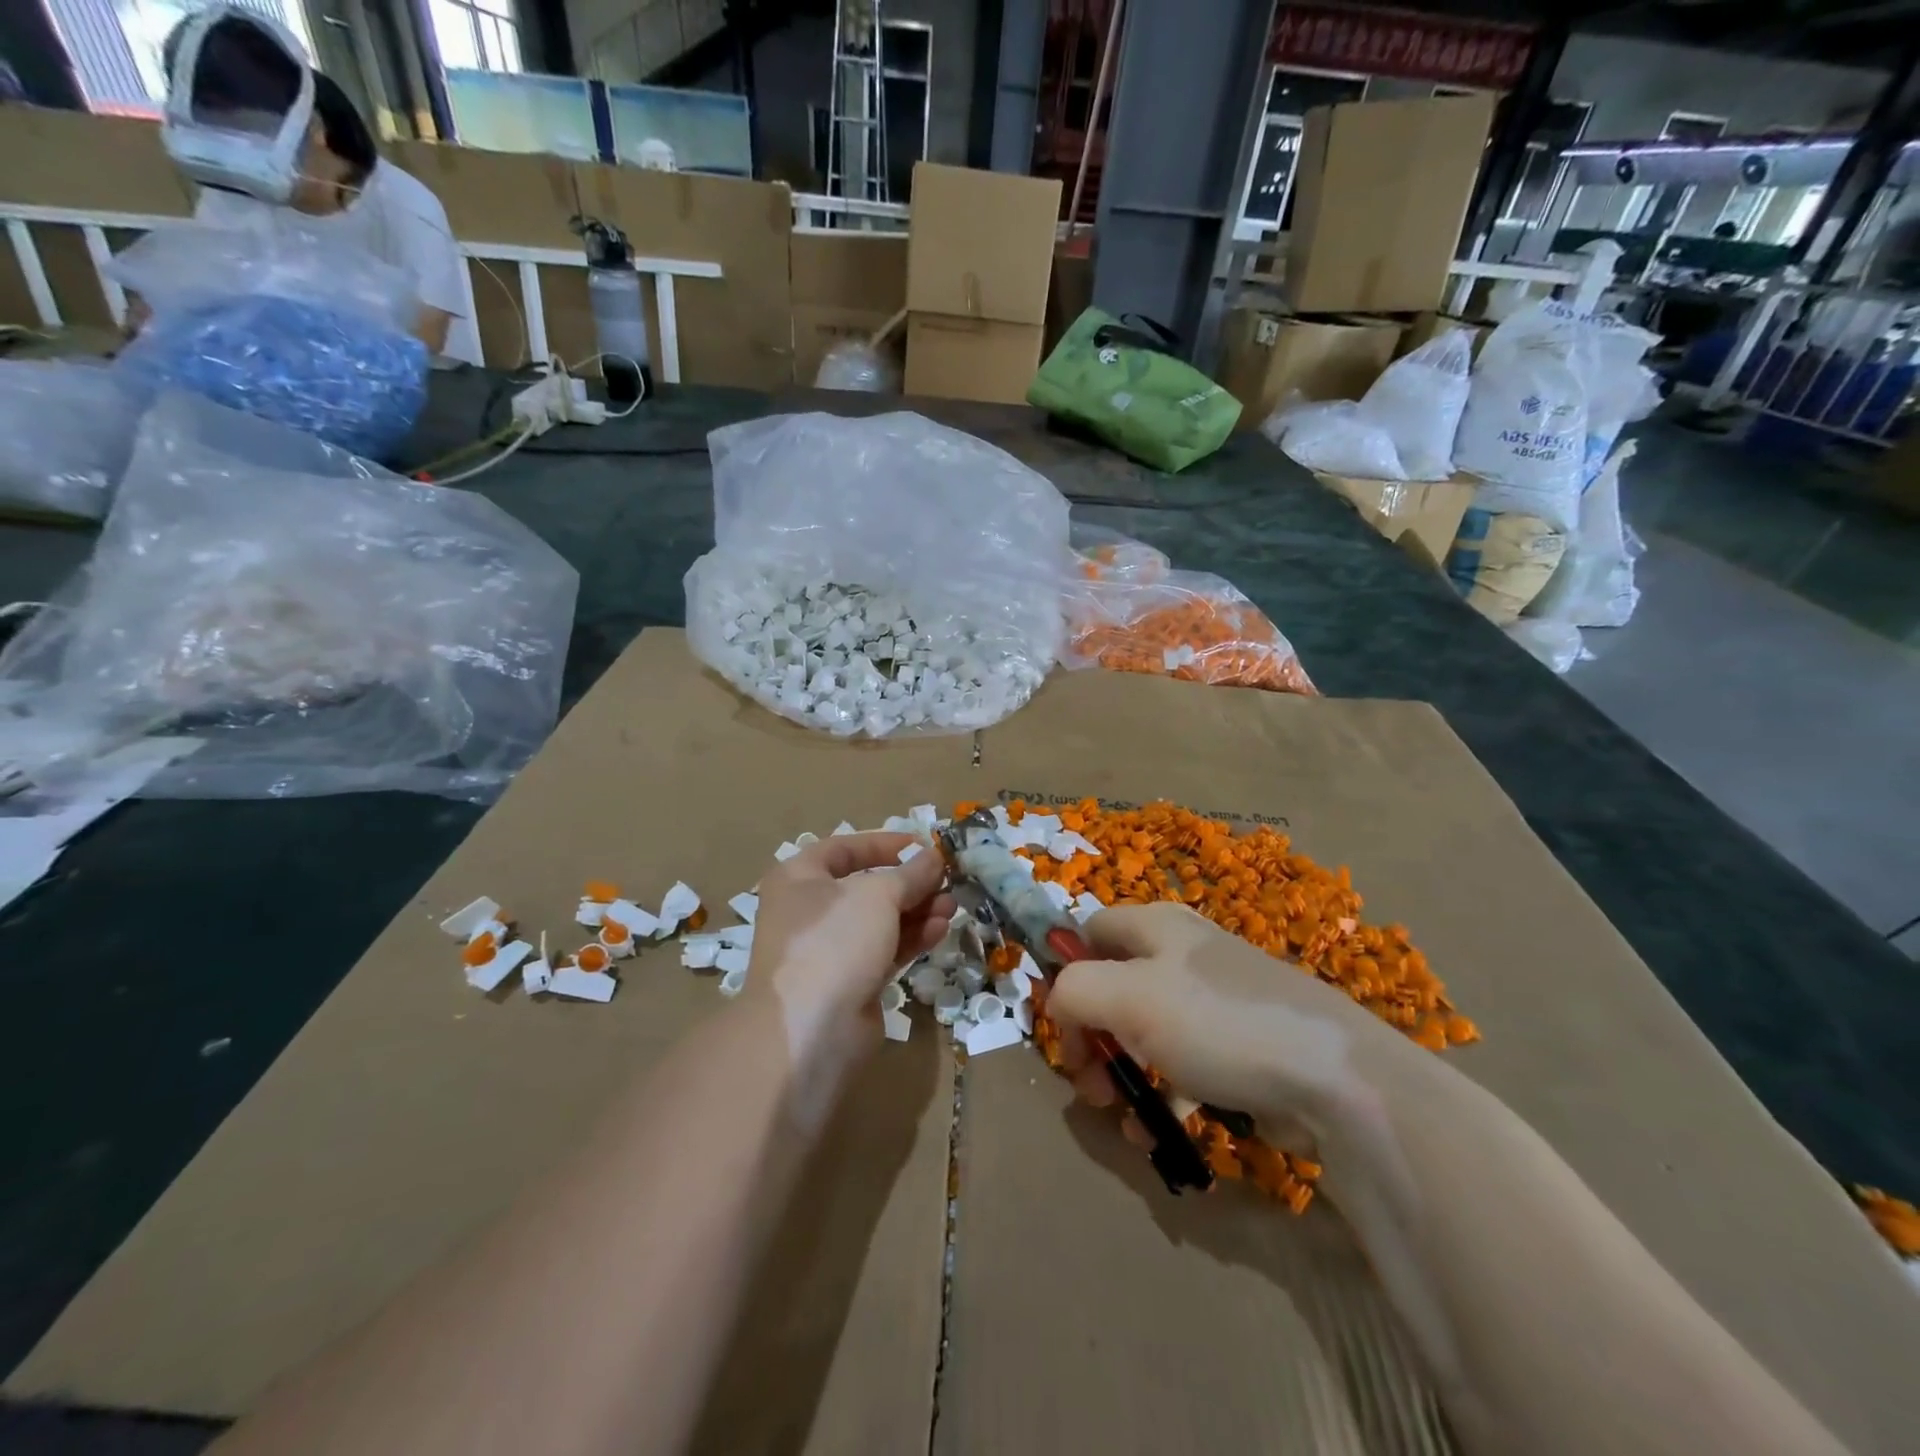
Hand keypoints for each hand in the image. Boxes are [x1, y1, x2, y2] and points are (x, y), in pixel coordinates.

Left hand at [747, 832, 953, 1076]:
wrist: (810, 1031)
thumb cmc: (834, 941)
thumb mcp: (877, 895)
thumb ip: (910, 873)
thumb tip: (934, 856)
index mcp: (800, 878)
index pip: (845, 848)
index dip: (886, 844)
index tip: (924, 845)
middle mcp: (810, 910)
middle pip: (867, 886)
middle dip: (910, 882)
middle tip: (947, 880)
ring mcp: (830, 949)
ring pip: (880, 920)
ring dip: (917, 910)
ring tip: (952, 906)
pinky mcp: (850, 982)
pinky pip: (885, 949)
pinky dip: (912, 938)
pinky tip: (941, 930)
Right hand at [1046, 902, 1415, 1149]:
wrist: (1335, 1079)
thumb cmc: (1217, 1023)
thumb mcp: (1127, 997)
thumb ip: (1074, 991)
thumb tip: (1060, 1004)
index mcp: (1157, 927)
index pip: (1090, 932)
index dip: (1067, 972)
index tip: (1064, 1025)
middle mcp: (1185, 955)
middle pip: (1115, 987)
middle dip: (1093, 1037)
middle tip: (1088, 1083)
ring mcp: (1217, 1003)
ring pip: (1147, 1033)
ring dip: (1124, 1074)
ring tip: (1121, 1116)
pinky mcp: (1242, 1049)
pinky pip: (1186, 1066)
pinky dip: (1165, 1095)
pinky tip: (1158, 1133)